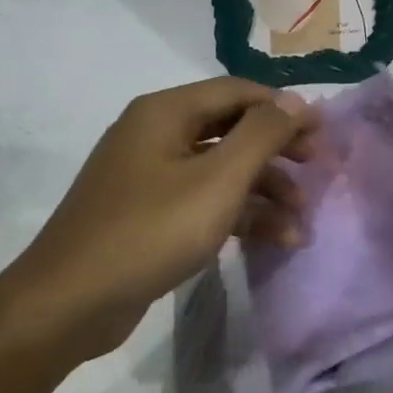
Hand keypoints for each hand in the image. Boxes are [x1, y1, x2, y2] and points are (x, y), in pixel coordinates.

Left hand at [0, 76, 315, 361]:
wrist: (69, 301)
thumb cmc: (149, 231)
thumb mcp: (216, 181)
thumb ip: (261, 135)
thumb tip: (296, 100)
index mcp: (165, 111)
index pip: (237, 91)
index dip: (284, 109)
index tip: (323, 135)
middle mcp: (154, 133)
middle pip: (229, 128)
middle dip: (276, 150)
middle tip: (316, 171)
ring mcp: (147, 175)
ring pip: (218, 169)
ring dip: (262, 190)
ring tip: (301, 222)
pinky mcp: (146, 214)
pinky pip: (201, 200)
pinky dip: (236, 215)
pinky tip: (273, 241)